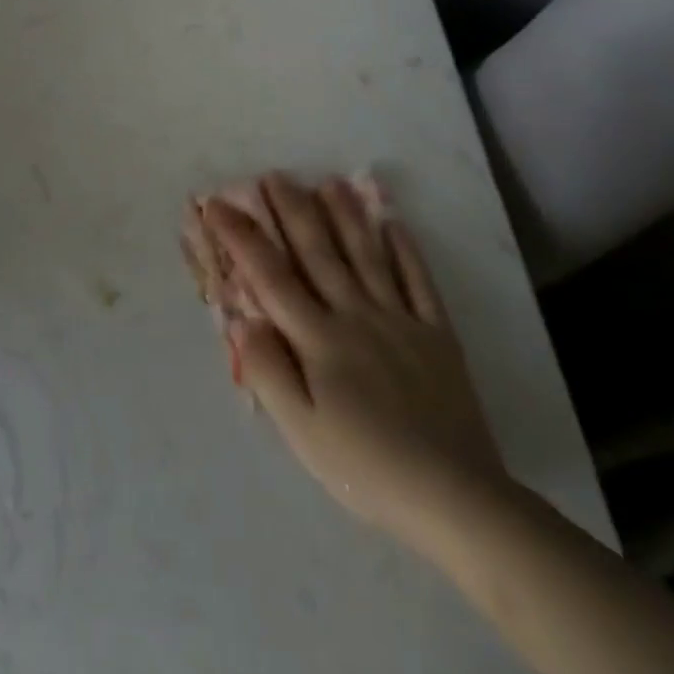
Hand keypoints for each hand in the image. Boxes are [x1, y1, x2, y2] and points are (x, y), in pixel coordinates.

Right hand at [206, 175, 509, 549]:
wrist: (455, 497)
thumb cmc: (365, 467)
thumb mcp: (301, 431)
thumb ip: (268, 371)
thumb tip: (244, 320)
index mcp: (318, 339)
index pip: (270, 277)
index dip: (241, 238)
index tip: (218, 205)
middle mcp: (356, 315)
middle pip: (318, 254)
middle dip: (292, 212)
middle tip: (275, 176)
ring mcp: (400, 320)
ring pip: (367, 257)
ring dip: (346, 217)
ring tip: (330, 181)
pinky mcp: (437, 336)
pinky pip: (419, 283)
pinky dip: (407, 251)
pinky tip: (395, 225)